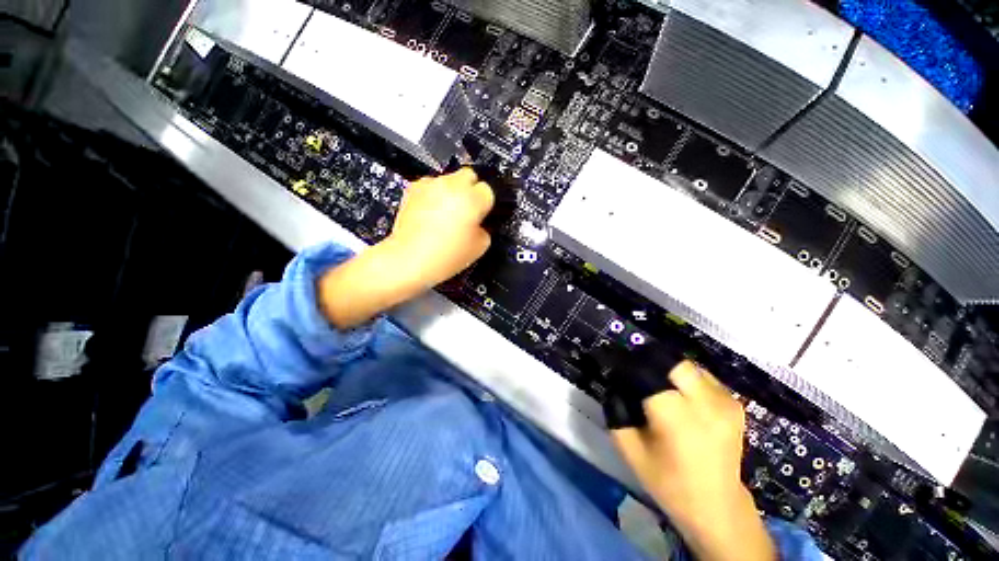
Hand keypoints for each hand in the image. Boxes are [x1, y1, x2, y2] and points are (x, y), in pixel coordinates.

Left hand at [385, 167, 493, 289]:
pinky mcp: (414, 188)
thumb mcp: (480, 247)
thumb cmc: (445, 256)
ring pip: (449, 179)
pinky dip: (433, 195)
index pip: (488, 191)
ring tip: (445, 214)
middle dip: (470, 189)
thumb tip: (479, 222)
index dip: (485, 205)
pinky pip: (430, 185)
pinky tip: (430, 213)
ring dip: (451, 192)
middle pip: (469, 175)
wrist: (410, 259)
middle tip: (466, 209)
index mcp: (473, 199)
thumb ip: (485, 228)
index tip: (480, 215)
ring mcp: (431, 185)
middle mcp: (453, 186)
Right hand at [612, 361, 774, 560]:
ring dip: (667, 369)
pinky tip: (678, 395)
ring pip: (687, 365)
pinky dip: (685, 378)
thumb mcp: (630, 451)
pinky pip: (702, 376)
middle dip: (649, 361)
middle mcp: (706, 404)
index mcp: (678, 419)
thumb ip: (615, 413)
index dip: (628, 365)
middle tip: (635, 372)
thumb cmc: (669, 483)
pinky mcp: (734, 403)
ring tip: (656, 386)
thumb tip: (613, 384)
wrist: (719, 508)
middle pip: (672, 362)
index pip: (648, 372)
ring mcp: (725, 402)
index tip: (615, 366)